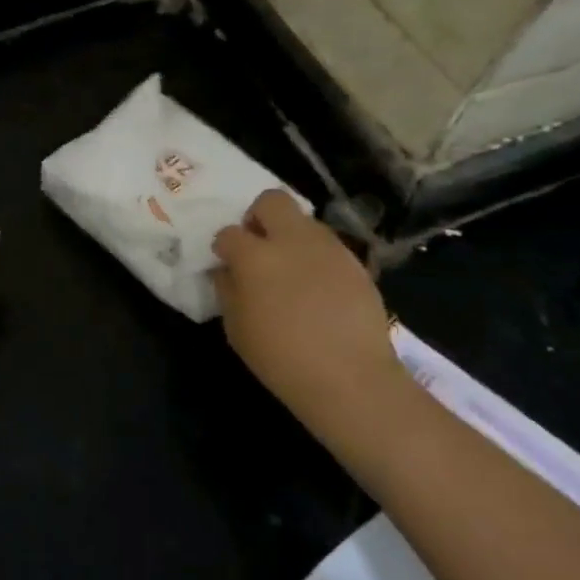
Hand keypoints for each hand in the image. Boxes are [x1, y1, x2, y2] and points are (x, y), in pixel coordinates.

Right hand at [211, 190, 404, 418]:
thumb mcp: (236, 328)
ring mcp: (328, 248)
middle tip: (258, 247)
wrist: (350, 378)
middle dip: (259, 217)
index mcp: (255, 257)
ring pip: (304, 220)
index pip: (228, 233)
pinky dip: (316, 256)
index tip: (226, 264)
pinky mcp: (356, 263)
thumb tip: (227, 270)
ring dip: (290, 236)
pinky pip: (328, 245)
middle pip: (271, 201)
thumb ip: (227, 290)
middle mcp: (292, 240)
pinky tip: (316, 286)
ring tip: (290, 269)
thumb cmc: (280, 358)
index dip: (224, 247)